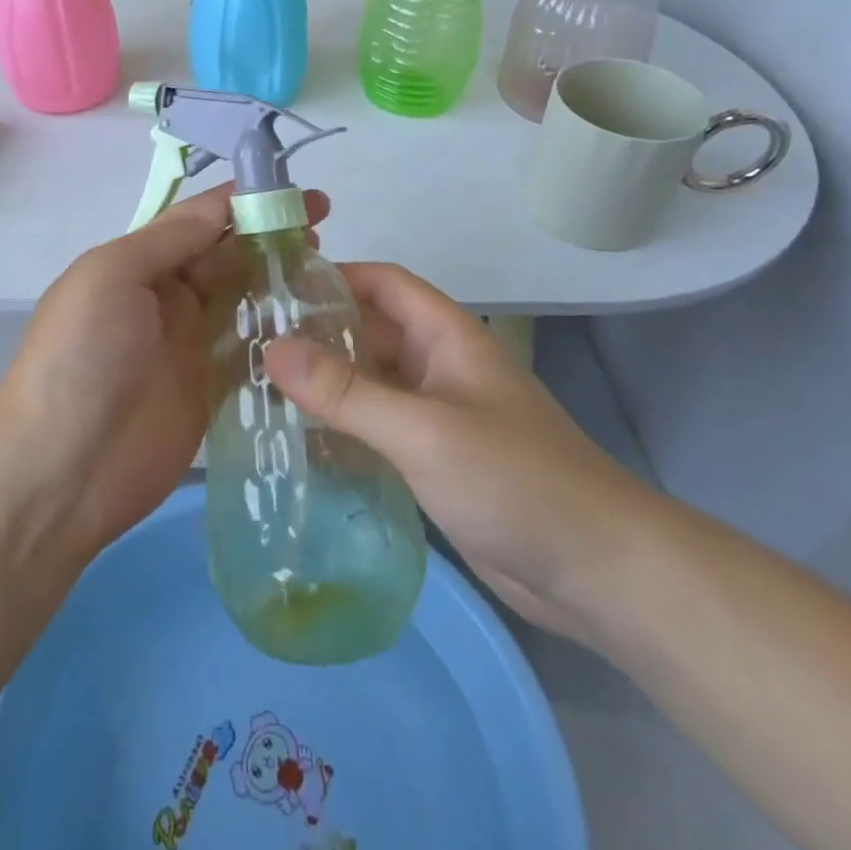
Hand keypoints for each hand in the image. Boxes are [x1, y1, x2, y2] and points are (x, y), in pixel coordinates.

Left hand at [0, 183, 328, 560]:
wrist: (63, 469)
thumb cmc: (82, 357)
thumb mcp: (111, 276)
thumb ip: (168, 241)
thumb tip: (220, 207)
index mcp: (139, 263)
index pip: (200, 220)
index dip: (246, 202)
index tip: (298, 193)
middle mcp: (167, 298)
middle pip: (227, 258)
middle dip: (270, 239)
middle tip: (325, 232)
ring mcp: (191, 346)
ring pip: (244, 301)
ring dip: (279, 283)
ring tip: (330, 274)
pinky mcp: (211, 391)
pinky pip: (251, 352)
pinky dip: (280, 337)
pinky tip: (318, 327)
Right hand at [264, 263, 652, 641]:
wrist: (598, 572)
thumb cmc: (514, 480)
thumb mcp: (422, 430)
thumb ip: (346, 391)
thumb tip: (272, 351)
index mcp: (447, 337)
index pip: (384, 283)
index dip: (335, 276)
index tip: (276, 290)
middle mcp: (440, 367)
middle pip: (372, 333)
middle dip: (318, 333)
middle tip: (252, 346)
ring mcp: (439, 416)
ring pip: (372, 383)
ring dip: (327, 384)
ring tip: (262, 391)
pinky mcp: (436, 461)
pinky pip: (380, 429)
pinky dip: (344, 428)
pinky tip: (302, 443)